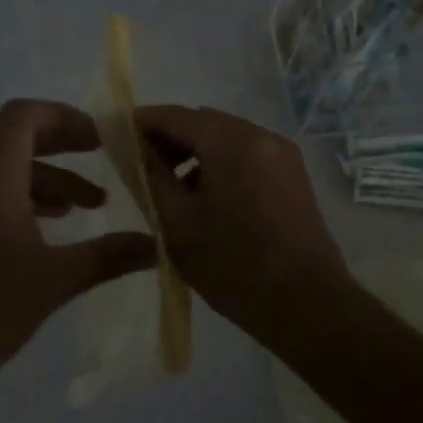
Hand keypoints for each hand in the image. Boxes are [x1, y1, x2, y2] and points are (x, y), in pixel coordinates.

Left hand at [0, 99, 157, 399]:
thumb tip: (157, 245)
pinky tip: (48, 232)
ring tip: (88, 208)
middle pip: (16, 140)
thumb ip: (108, 255)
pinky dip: (22, 201)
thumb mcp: (55, 279)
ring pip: (4, 172)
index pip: (24, 116)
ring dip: (48, 182)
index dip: (65, 117)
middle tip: (102, 161)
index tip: (101, 139)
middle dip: (63, 148)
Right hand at [135, 105, 352, 338]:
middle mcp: (261, 136)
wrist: (309, 307)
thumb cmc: (233, 266)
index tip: (114, 137)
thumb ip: (150, 175)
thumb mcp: (177, 222)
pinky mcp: (292, 175)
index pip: (175, 115)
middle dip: (168, 139)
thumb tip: (132, 146)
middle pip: (202, 123)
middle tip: (138, 167)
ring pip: (225, 139)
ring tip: (169, 188)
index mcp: (232, 142)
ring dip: (193, 153)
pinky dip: (219, 165)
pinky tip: (205, 199)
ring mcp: (282, 154)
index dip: (141, 122)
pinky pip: (245, 155)